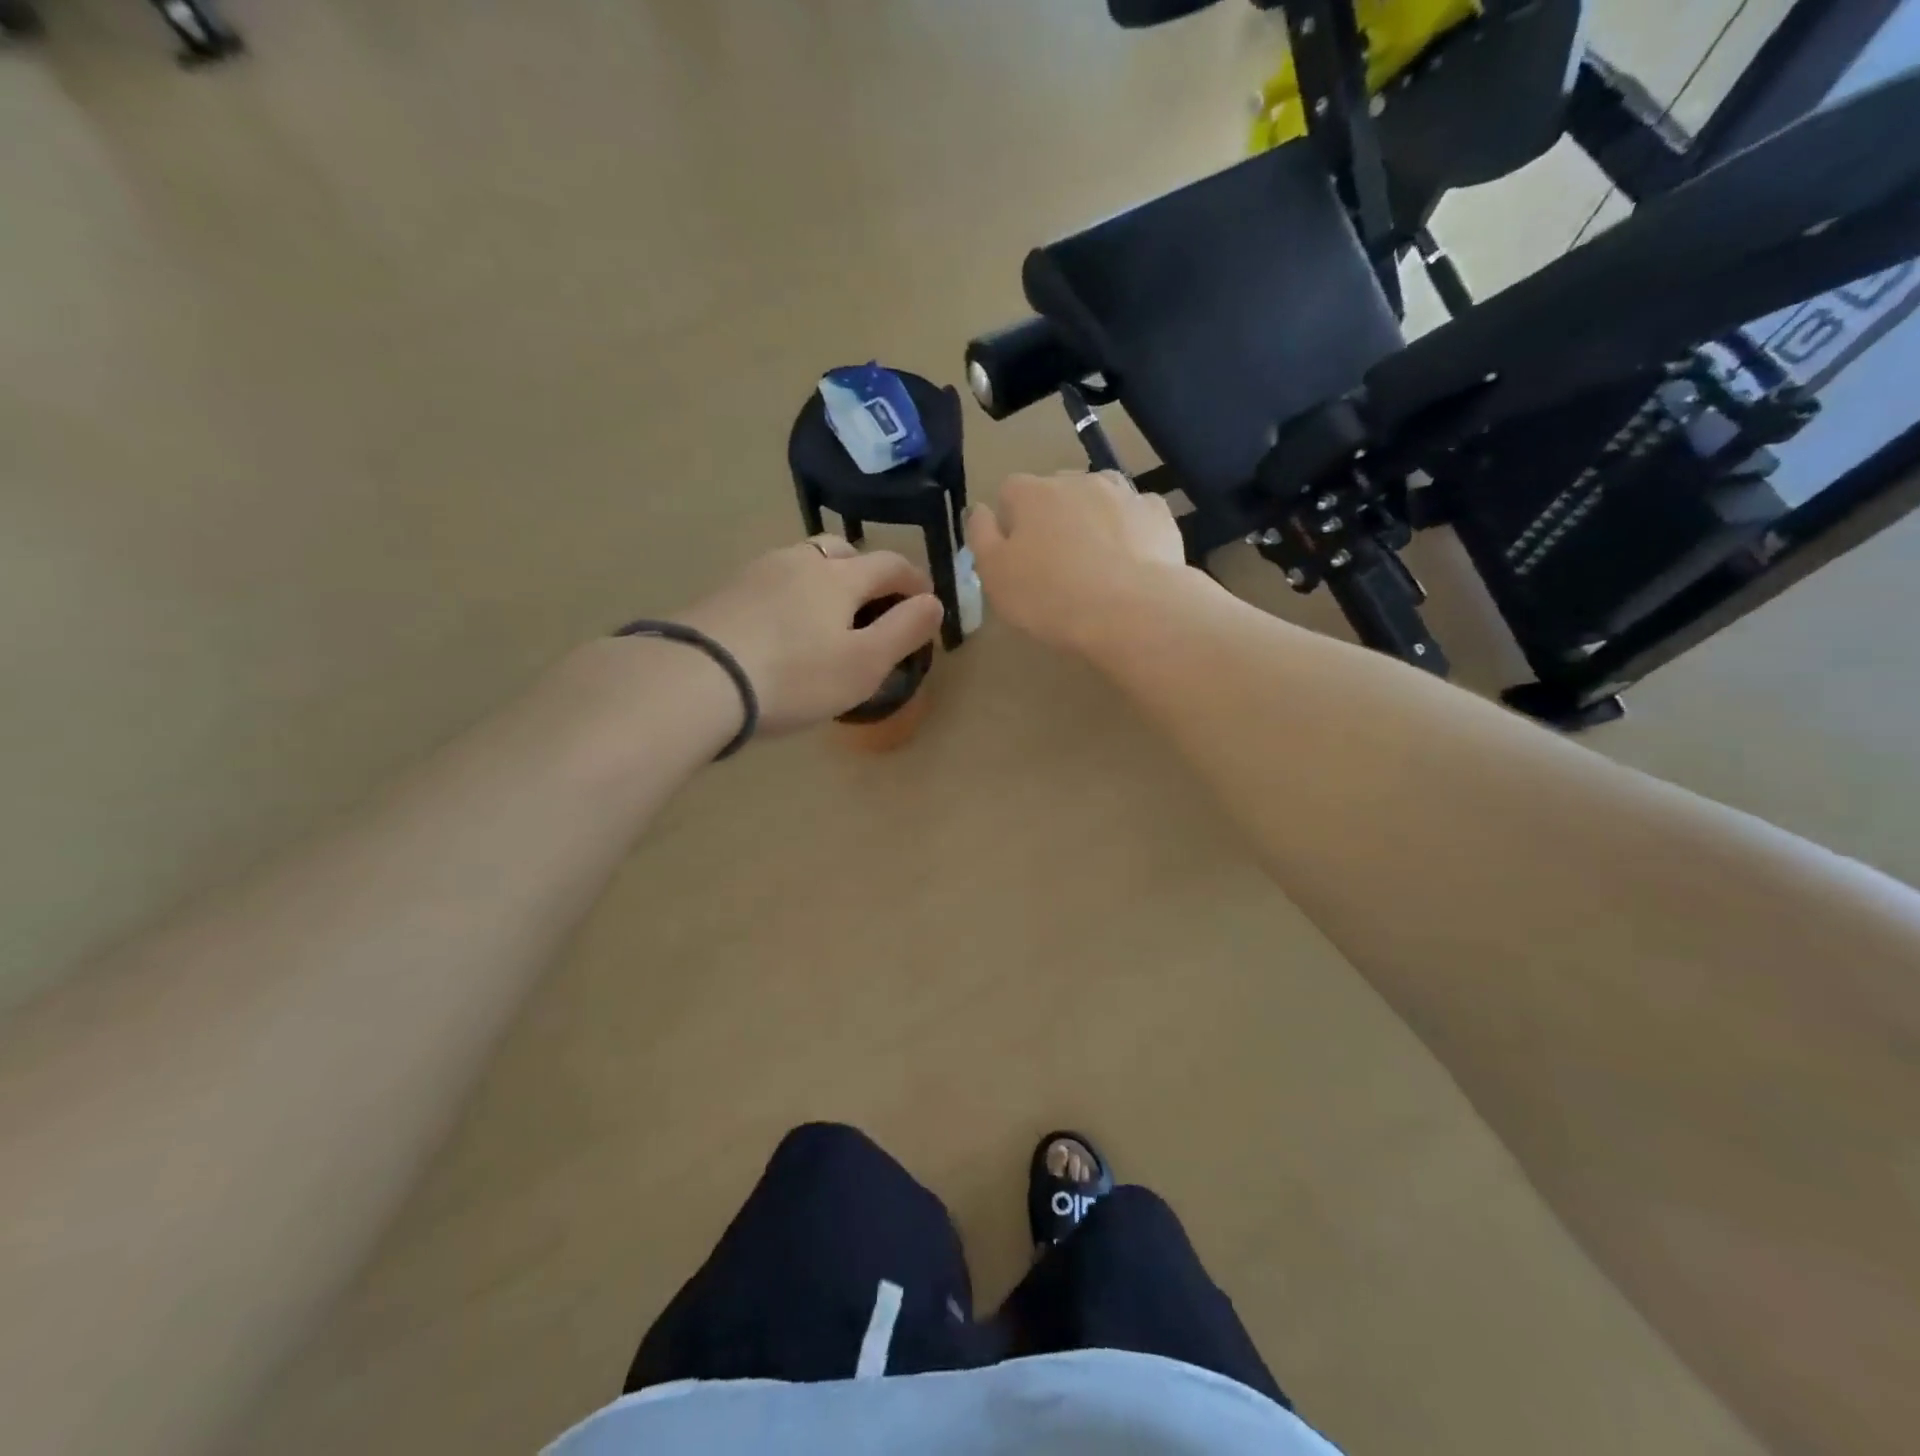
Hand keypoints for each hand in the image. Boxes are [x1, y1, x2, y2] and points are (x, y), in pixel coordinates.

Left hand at [676, 536, 945, 734]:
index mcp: (840, 576)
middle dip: (865, 572)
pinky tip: (780, 629)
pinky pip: (770, 584)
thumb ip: (905, 631)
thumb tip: (933, 603)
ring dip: (823, 582)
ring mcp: (755, 573)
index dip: (913, 581)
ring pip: (801, 564)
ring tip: (825, 617)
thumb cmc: (796, 676)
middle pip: (841, 551)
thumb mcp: (865, 663)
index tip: (924, 601)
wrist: (697, 679)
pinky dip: (789, 597)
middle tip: (873, 604)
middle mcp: (798, 561)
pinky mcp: (723, 594)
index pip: (889, 564)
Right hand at [966, 472, 1187, 653]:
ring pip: (1099, 497)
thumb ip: (980, 536)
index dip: (1010, 522)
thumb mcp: (995, 576)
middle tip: (1056, 564)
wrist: (1133, 612)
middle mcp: (1077, 480)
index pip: (1009, 492)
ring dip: (1093, 518)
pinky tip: (1131, 562)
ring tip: (1097, 562)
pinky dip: (1131, 531)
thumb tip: (979, 509)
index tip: (1016, 557)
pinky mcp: (1158, 514)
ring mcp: (1123, 493)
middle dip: (1053, 517)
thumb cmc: (1051, 597)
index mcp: (1031, 493)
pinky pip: (1136, 515)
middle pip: (1055, 491)